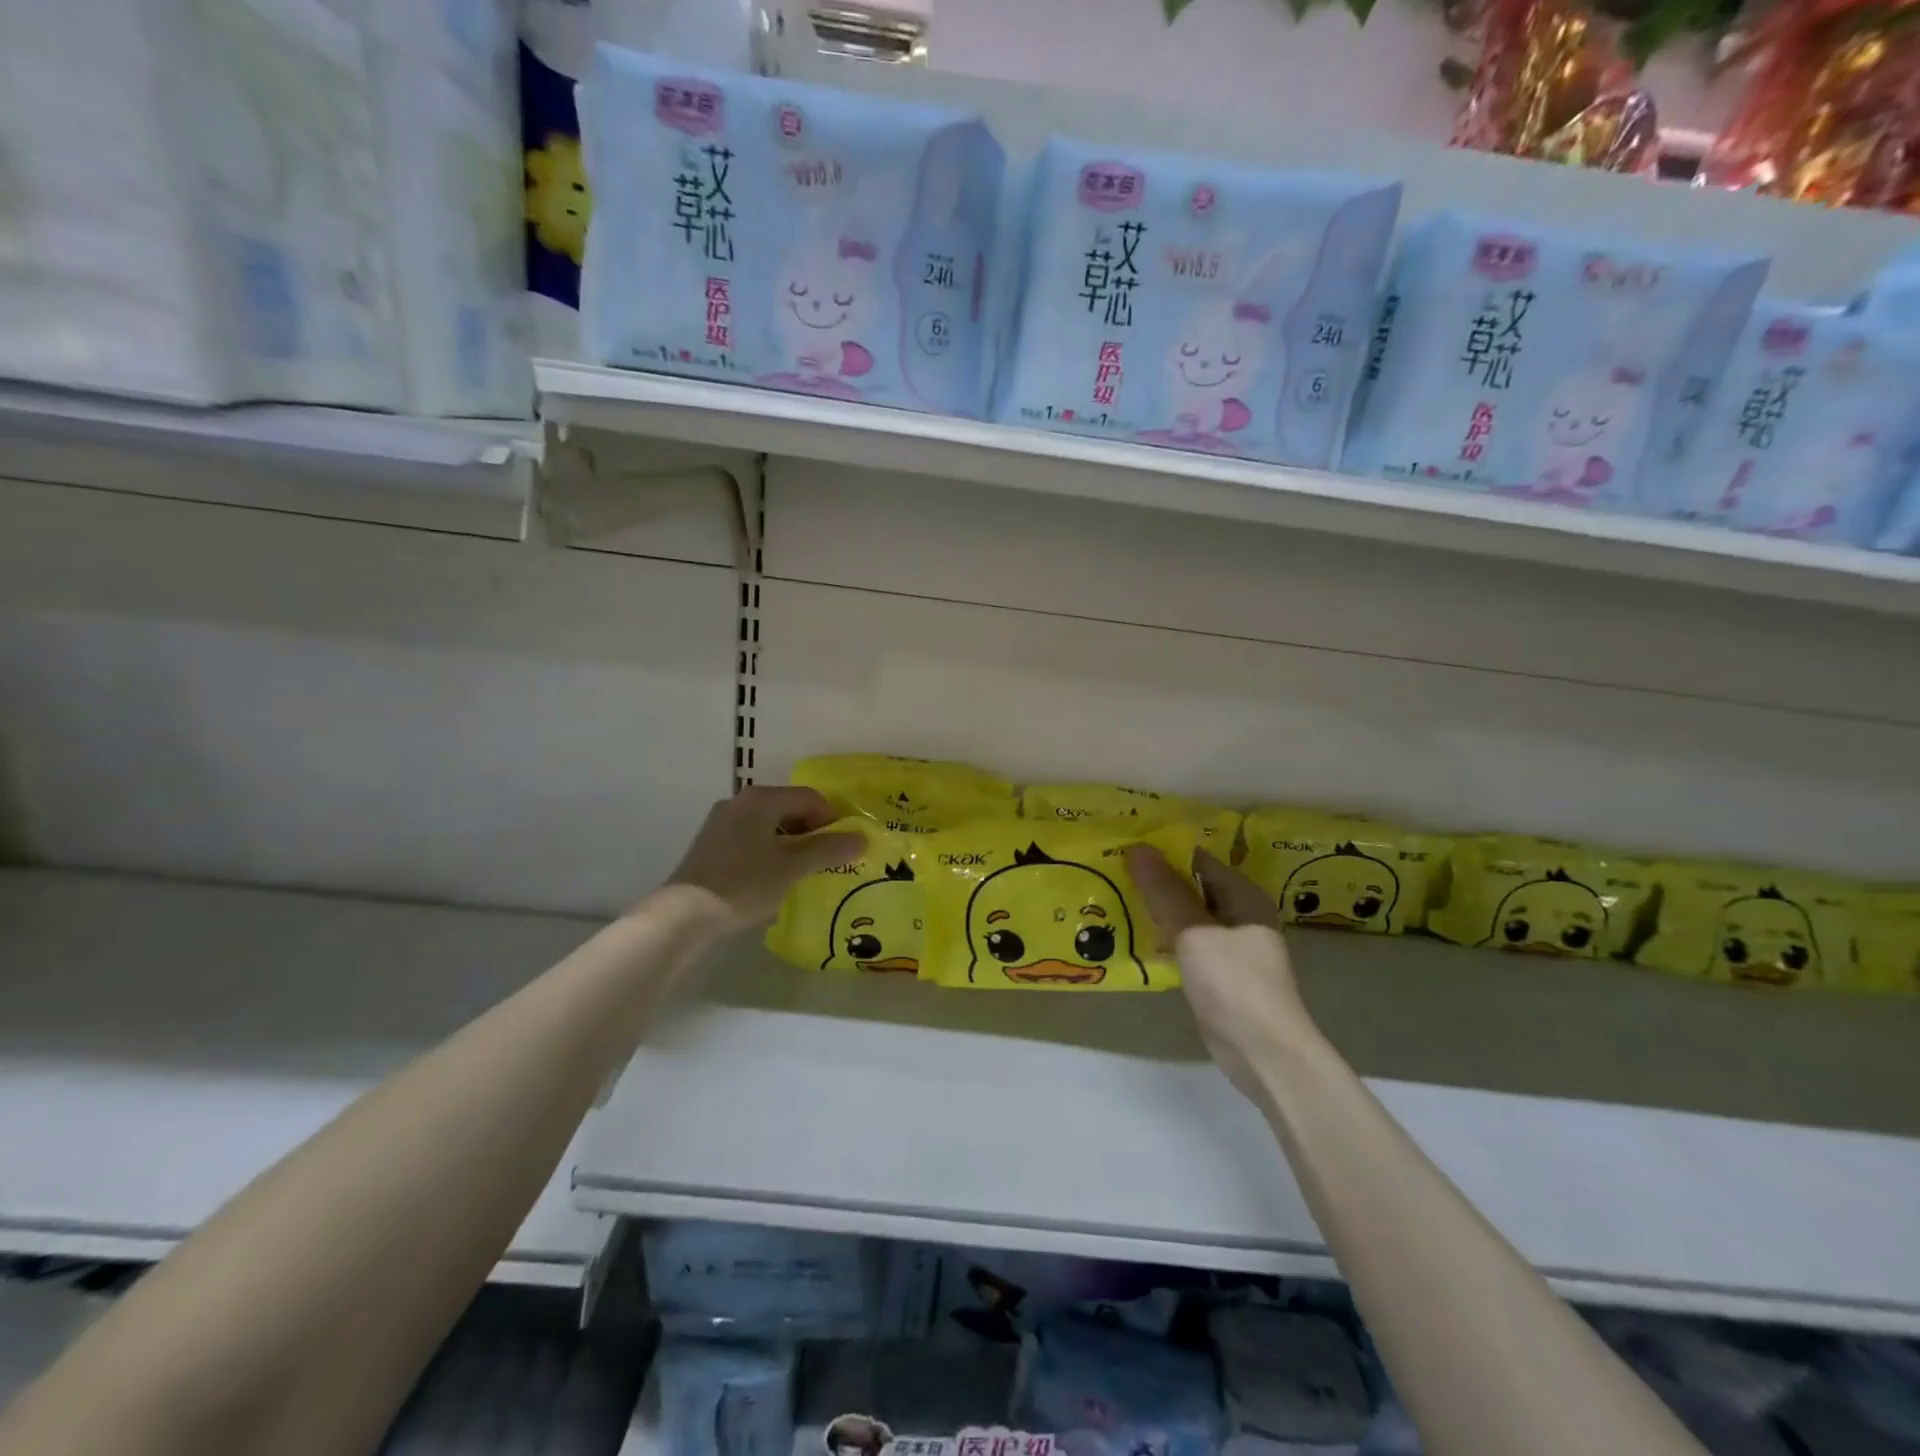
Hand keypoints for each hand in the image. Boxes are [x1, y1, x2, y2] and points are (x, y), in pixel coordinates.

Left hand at [666, 786, 863, 930]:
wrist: (685, 914)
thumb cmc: (746, 882)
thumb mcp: (793, 866)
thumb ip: (829, 850)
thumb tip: (861, 839)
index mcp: (761, 798)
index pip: (809, 797)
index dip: (832, 819)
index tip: (843, 846)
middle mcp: (739, 802)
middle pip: (788, 808)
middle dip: (811, 831)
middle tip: (826, 860)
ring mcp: (721, 823)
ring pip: (768, 826)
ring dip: (790, 844)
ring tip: (801, 872)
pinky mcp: (710, 846)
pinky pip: (750, 840)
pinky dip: (768, 853)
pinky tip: (771, 879)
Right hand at [1123, 845, 1315, 1098]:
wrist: (1263, 1052)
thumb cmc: (1233, 983)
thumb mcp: (1194, 932)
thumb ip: (1164, 891)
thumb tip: (1137, 847)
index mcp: (1243, 896)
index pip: (1198, 860)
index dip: (1163, 851)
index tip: (1124, 847)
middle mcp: (1240, 915)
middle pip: (1192, 886)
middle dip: (1156, 879)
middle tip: (1112, 871)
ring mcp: (1230, 946)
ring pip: (1187, 916)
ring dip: (1157, 909)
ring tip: (1114, 897)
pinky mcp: (1217, 973)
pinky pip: (1186, 943)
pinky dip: (1164, 937)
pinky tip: (1134, 937)